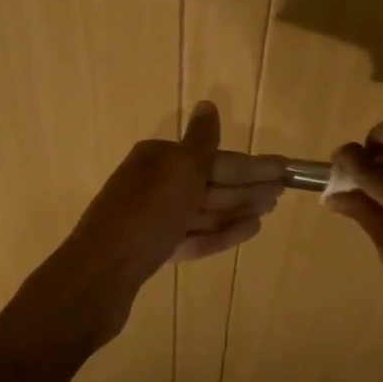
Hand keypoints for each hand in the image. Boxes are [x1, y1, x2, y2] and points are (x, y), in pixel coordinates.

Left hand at [54, 101, 285, 303]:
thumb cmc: (145, 216)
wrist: (99, 276)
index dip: (251, 164)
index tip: (283, 169)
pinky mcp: (154, 250)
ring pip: (203, 209)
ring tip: (269, 209)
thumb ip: (200, 141)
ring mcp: (153, 219)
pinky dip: (220, 232)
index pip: (214, 157)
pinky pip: (194, 236)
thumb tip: (208, 105)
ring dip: (238, 207)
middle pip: (210, 182)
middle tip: (283, 191)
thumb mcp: (179, 171)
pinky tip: (248, 231)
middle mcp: (153, 184)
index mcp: (158, 159)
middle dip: (247, 185)